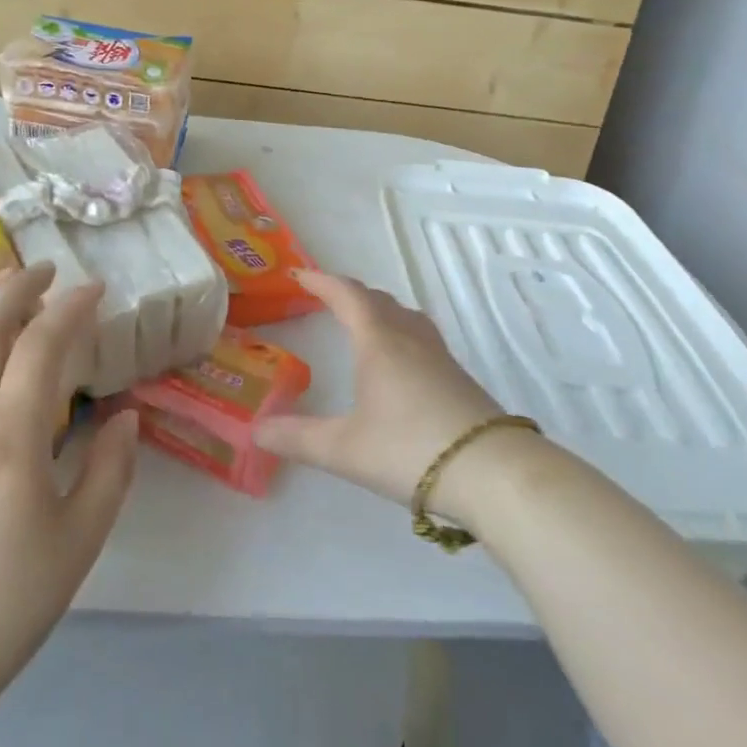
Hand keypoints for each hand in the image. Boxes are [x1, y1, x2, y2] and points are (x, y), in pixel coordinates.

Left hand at [0, 264, 137, 728]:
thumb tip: (127, 415)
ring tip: (6, 281)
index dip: (70, 308)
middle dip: (20, 288)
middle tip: (49, 270)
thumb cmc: (12, 598)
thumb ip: (111, 469)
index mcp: (11, 439)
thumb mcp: (82, 538)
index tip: (95, 289)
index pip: (41, 347)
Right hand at [252, 270, 540, 520]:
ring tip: (363, 322)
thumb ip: (297, 438)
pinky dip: (399, 331)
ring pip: (403, 315)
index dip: (321, 281)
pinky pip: (420, 336)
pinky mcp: (458, 376)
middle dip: (348, 294)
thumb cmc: (409, 448)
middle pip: (376, 299)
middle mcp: (408, 337)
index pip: (346, 294)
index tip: (299, 274)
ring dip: (378, 309)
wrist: (491, 471)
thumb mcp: (343, 449)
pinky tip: (400, 361)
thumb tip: (255, 431)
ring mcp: (438, 355)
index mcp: (377, 341)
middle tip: (326, 299)